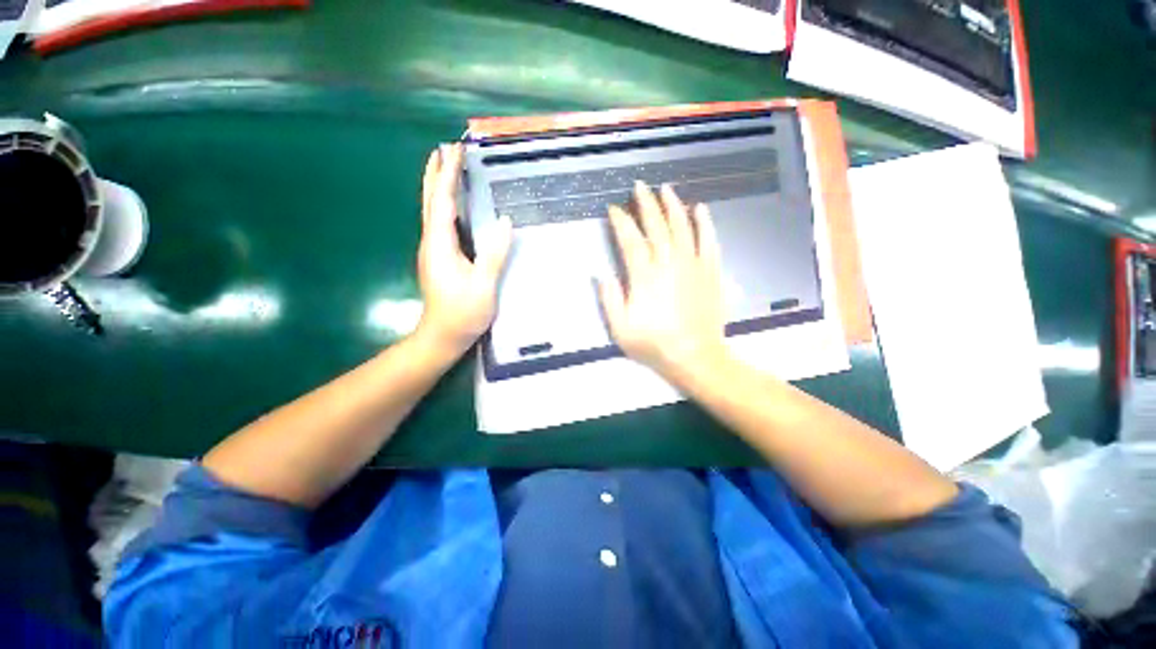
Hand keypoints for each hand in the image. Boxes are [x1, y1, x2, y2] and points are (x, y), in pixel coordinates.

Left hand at [415, 143, 512, 356]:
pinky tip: (453, 205)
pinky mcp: (440, 259)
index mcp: (440, 245)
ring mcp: (434, 251)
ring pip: (434, 211)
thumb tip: (504, 221)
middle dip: (436, 173)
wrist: (442, 337)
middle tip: (445, 149)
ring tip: (447, 168)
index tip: (454, 150)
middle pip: (431, 201)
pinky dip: (445, 206)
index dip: (447, 175)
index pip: (442, 202)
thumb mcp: (483, 286)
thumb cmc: (462, 313)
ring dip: (439, 187)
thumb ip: (493, 254)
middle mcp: (432, 243)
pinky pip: (441, 224)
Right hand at [598, 182, 728, 381]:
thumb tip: (602, 275)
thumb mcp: (621, 329)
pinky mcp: (711, 272)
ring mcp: (693, 265)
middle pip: (657, 226)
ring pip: (683, 227)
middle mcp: (669, 264)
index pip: (631, 240)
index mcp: (645, 277)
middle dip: (646, 204)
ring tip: (666, 189)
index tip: (614, 209)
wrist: (696, 357)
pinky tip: (700, 209)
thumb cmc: (655, 345)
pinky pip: (709, 241)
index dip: (621, 222)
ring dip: (673, 205)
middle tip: (639, 187)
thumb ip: (610, 300)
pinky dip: (704, 223)